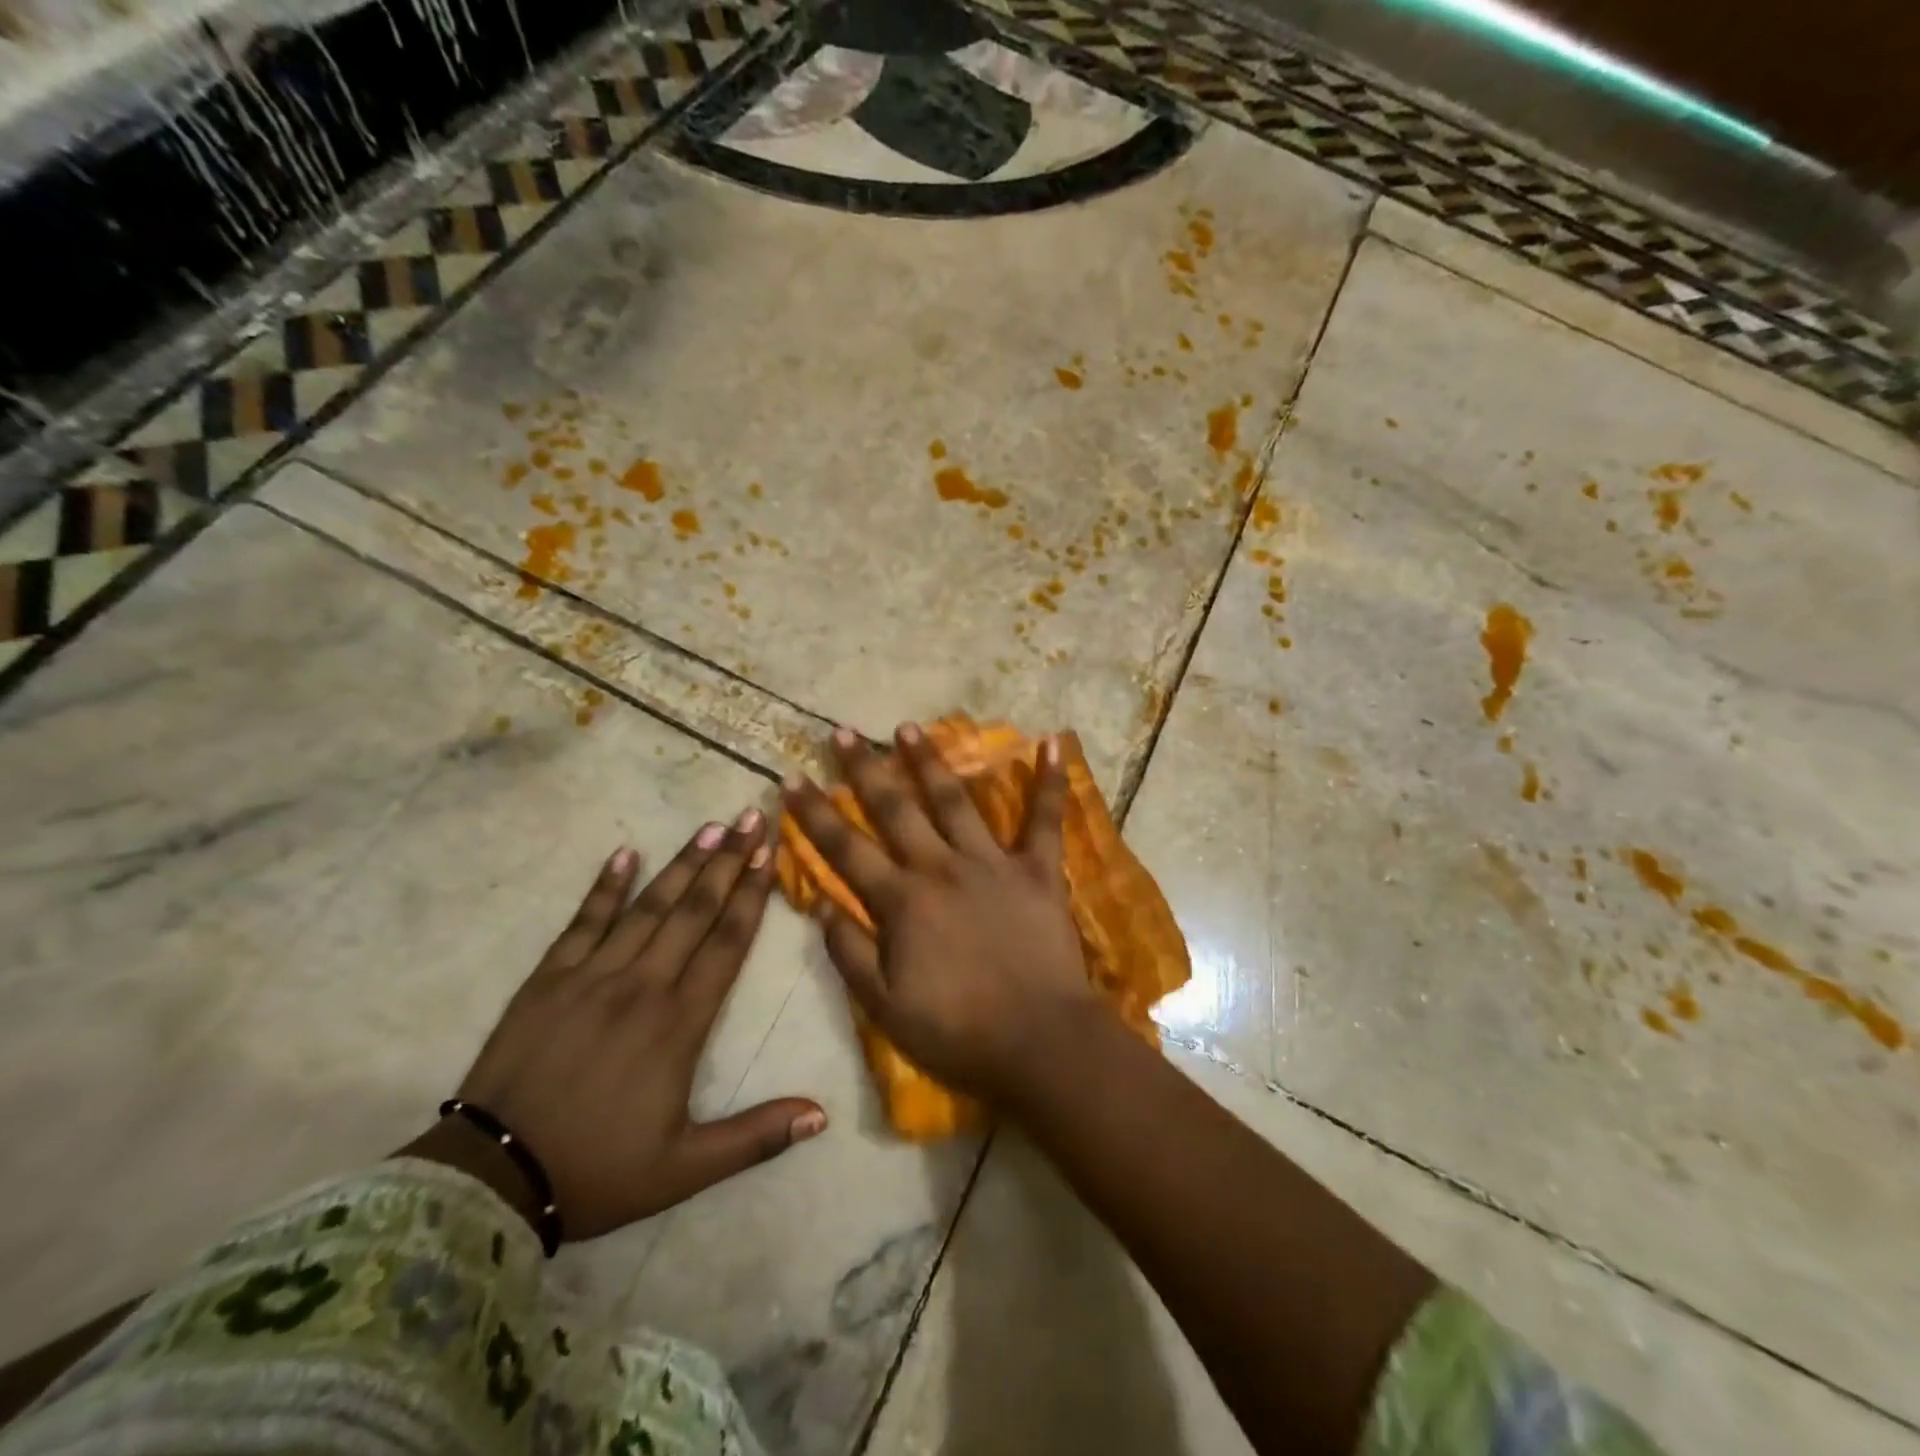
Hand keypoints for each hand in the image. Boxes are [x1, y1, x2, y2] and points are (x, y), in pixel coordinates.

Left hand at [422, 811, 824, 1240]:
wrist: (489, 1179)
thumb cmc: (598, 1170)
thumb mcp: (685, 1168)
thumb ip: (756, 1137)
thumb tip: (822, 1115)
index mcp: (679, 1022)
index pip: (726, 943)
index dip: (751, 895)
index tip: (769, 854)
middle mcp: (642, 985)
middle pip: (694, 911)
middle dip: (726, 861)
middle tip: (749, 818)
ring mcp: (592, 976)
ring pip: (648, 907)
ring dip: (681, 864)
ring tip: (708, 827)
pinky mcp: (548, 979)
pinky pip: (583, 922)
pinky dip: (604, 887)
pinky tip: (624, 853)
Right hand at [782, 724, 1097, 1103]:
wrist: (1039, 1042)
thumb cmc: (958, 1031)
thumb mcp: (884, 1007)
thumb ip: (849, 953)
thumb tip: (819, 903)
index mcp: (901, 902)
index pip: (844, 849)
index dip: (814, 813)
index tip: (791, 778)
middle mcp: (940, 868)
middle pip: (894, 809)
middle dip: (864, 769)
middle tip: (843, 732)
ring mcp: (991, 863)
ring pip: (954, 800)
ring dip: (929, 761)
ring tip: (908, 727)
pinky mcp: (1037, 869)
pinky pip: (1044, 819)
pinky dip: (1049, 781)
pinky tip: (1052, 742)